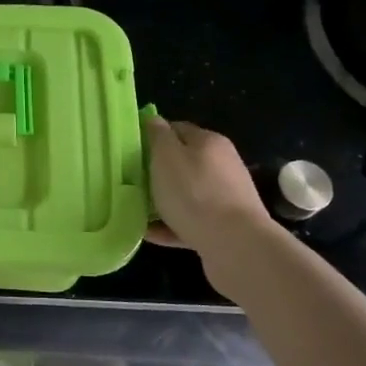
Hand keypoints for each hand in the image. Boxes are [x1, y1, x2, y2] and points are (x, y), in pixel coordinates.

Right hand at [143, 116, 268, 251]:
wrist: (235, 245)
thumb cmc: (194, 193)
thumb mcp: (167, 157)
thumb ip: (158, 136)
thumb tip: (155, 120)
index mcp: (209, 142)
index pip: (177, 129)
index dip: (153, 137)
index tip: (131, 150)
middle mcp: (222, 165)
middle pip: (183, 163)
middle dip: (157, 172)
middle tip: (131, 181)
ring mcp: (225, 197)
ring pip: (186, 194)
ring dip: (162, 200)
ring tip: (136, 210)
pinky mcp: (224, 226)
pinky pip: (190, 221)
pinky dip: (171, 225)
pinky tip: (149, 233)